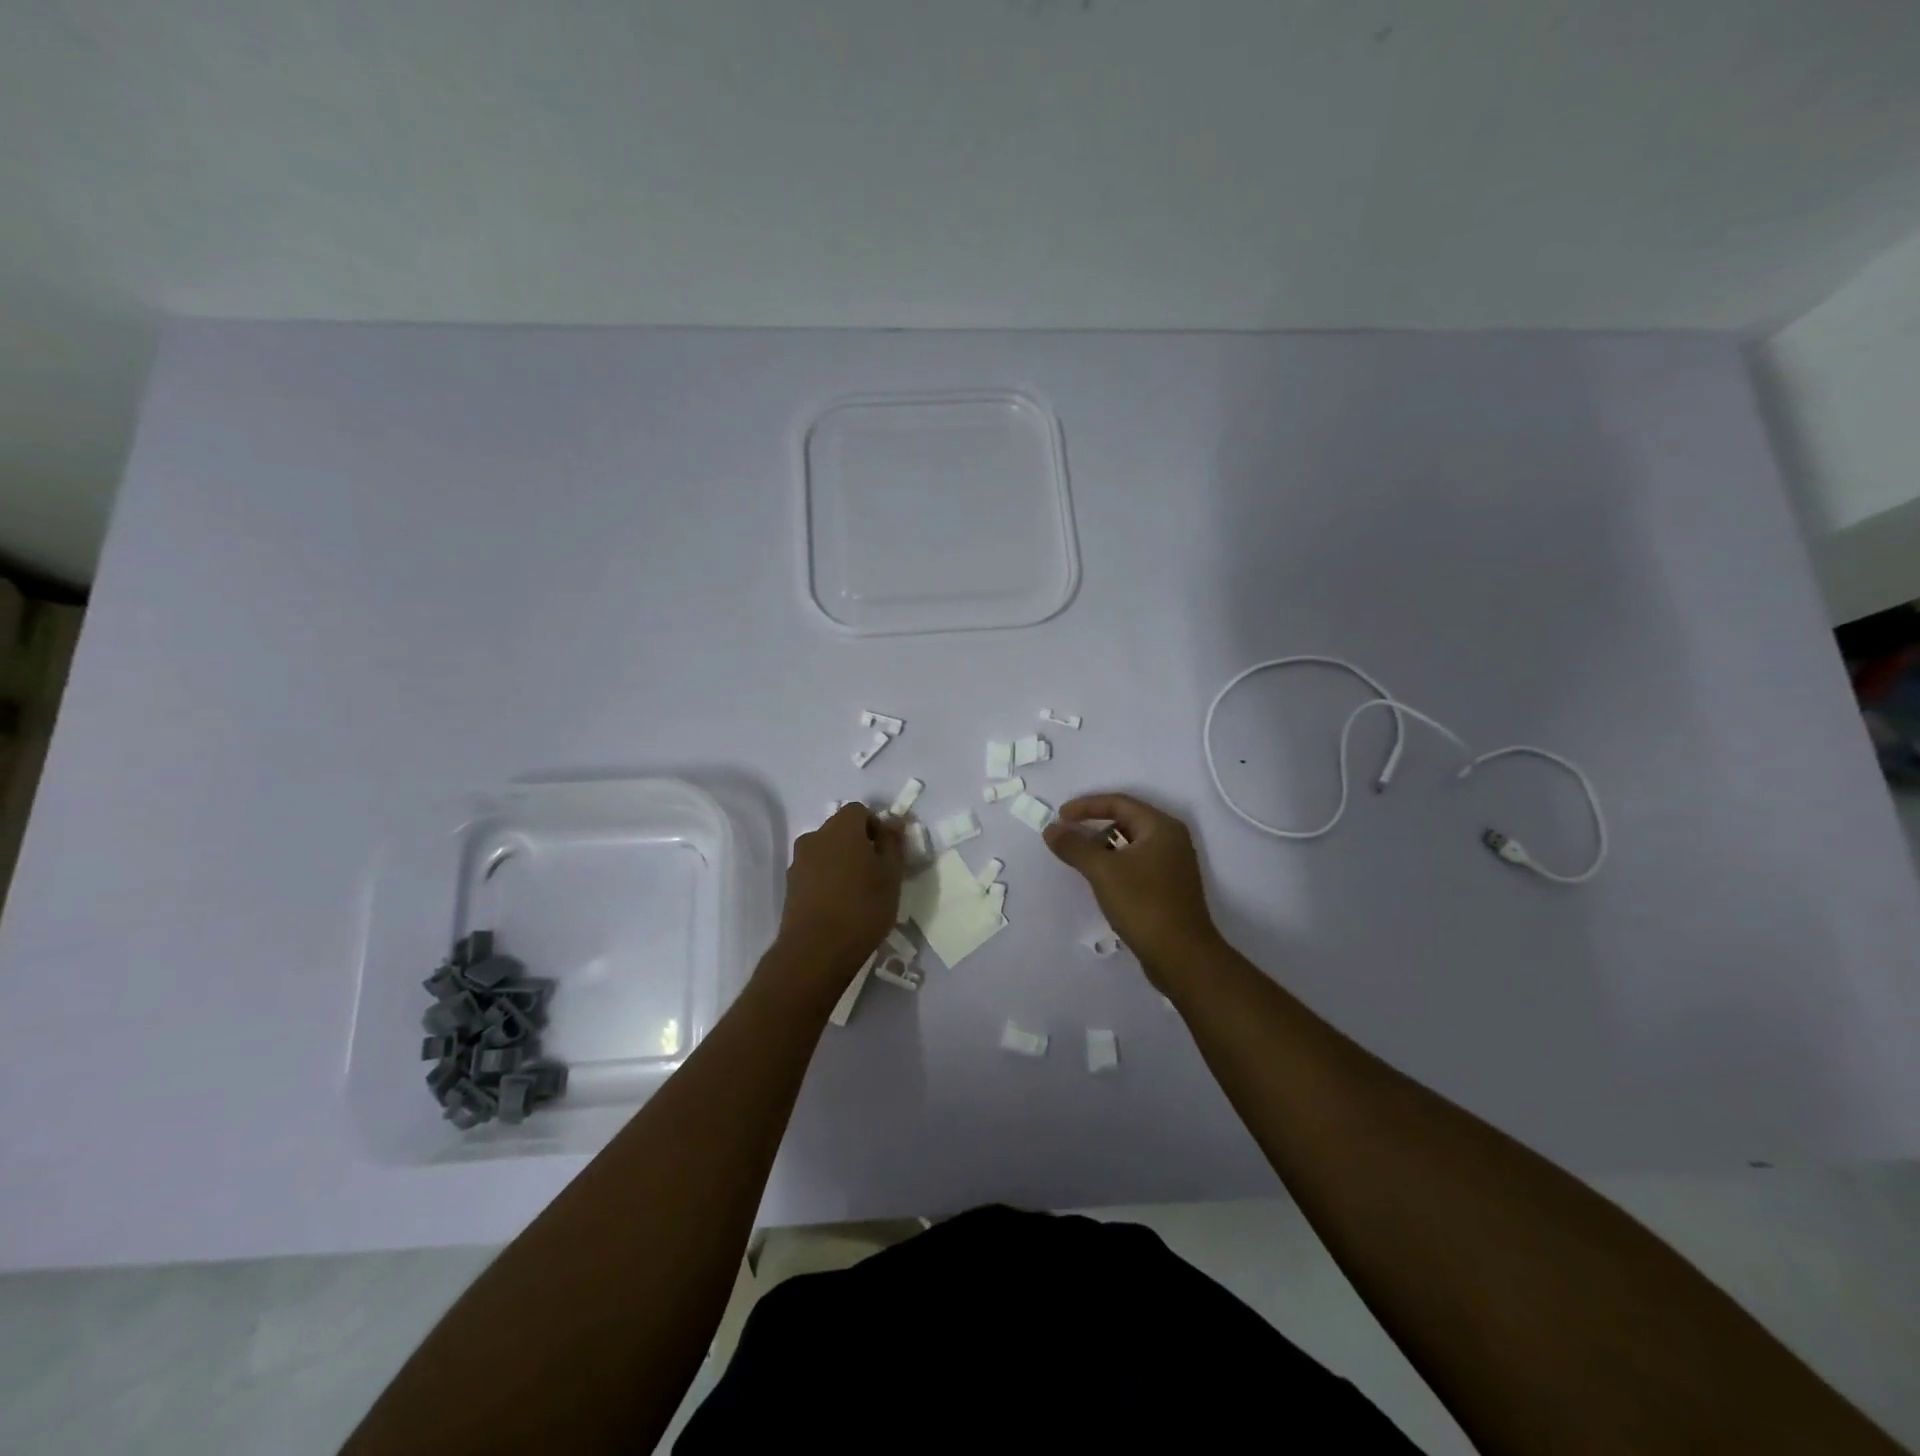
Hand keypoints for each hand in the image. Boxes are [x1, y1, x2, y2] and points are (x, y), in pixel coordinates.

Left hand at [768, 804, 904, 1000]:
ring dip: (841, 863)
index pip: (859, 811)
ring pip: (826, 852)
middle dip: (859, 844)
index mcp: (841, 828)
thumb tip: (893, 821)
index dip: (876, 826)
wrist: (816, 951)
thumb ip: (892, 843)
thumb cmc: (862, 907)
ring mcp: (798, 862)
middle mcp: (815, 837)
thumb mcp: (891, 875)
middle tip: (876, 872)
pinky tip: (839, 906)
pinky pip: (814, 872)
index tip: (887, 852)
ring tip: (857, 892)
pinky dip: (827, 880)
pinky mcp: (790, 887)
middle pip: (840, 830)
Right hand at [1044, 793, 1223, 990]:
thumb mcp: (1103, 871)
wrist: (1182, 956)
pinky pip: (1137, 863)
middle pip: (1127, 820)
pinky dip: (1116, 863)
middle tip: (1068, 834)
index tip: (1060, 816)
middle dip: (1094, 824)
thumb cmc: (1144, 904)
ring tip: (1079, 857)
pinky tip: (1100, 878)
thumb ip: (1075, 846)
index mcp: (1161, 827)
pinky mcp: (1169, 887)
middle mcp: (1171, 840)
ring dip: (1104, 845)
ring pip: (1131, 843)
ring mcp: (1173, 864)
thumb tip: (1051, 829)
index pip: (1119, 802)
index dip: (1086, 806)